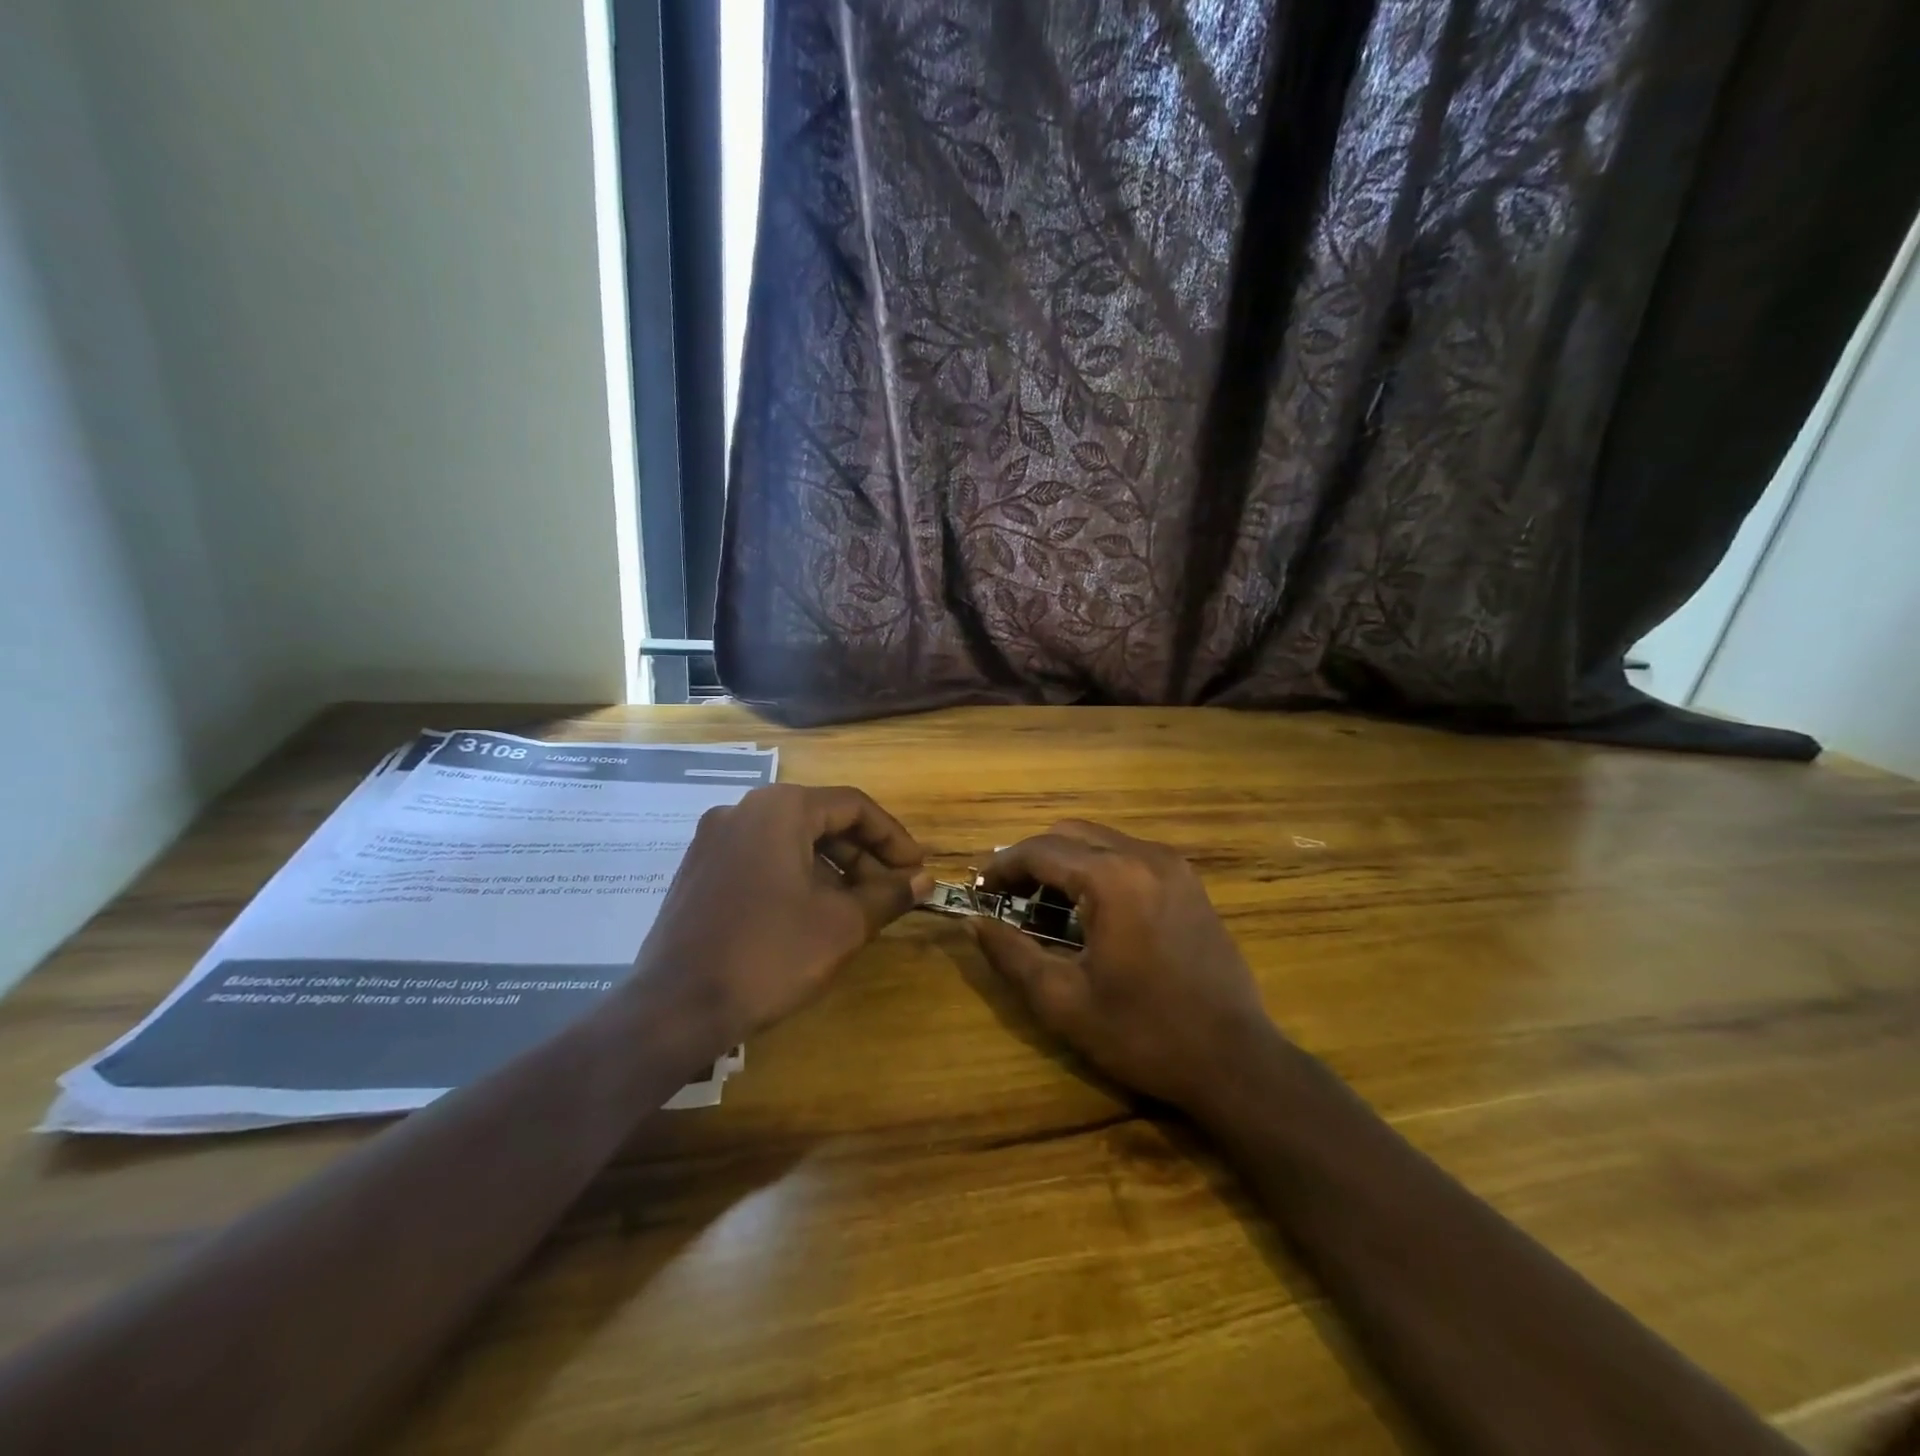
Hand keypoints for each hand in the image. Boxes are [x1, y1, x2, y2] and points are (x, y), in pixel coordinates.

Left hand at [639, 784, 931, 1041]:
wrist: (674, 1007)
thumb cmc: (769, 955)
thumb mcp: (842, 925)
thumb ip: (888, 895)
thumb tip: (924, 880)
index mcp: (780, 809)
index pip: (854, 806)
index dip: (894, 838)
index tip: (917, 870)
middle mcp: (743, 810)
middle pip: (820, 819)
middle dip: (864, 855)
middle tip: (893, 891)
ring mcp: (714, 839)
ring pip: (791, 840)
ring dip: (832, 868)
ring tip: (859, 907)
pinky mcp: (699, 870)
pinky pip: (761, 858)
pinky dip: (796, 876)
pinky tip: (812, 914)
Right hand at [971, 820, 1276, 1111]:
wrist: (1235, 1061)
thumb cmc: (1143, 1034)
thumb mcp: (1063, 1001)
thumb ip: (1011, 954)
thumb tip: (973, 922)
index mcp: (1113, 878)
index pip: (1040, 850)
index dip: (1001, 866)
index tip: (978, 889)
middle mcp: (1145, 855)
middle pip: (1070, 834)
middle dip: (1031, 859)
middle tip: (1007, 898)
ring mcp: (1173, 865)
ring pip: (1101, 841)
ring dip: (1065, 862)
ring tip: (1043, 907)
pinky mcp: (1190, 882)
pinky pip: (1129, 855)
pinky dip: (1098, 868)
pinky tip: (1090, 910)